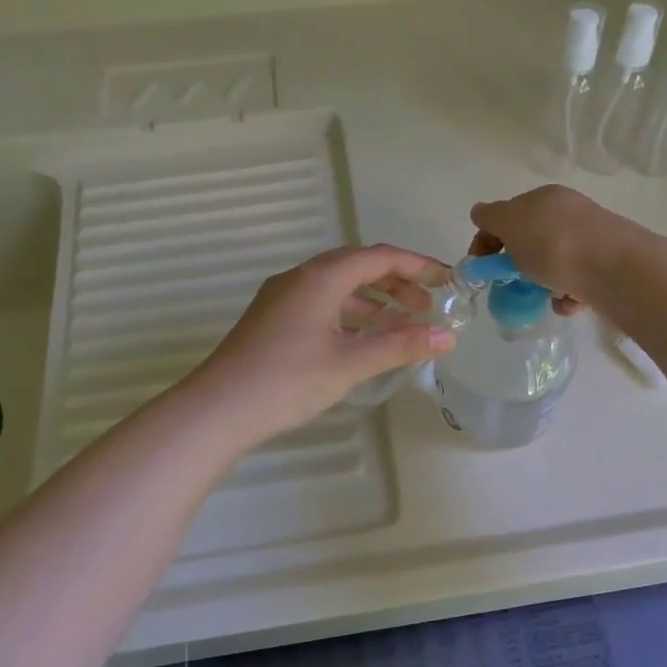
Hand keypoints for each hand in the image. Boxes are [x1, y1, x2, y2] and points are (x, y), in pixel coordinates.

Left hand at [183, 244, 455, 447]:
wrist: (218, 408)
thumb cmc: (288, 380)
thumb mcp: (350, 362)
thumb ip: (400, 345)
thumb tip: (446, 336)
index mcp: (320, 277)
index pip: (379, 257)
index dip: (417, 265)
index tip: (448, 281)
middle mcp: (300, 278)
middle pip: (358, 267)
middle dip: (396, 283)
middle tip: (427, 307)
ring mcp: (282, 298)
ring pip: (338, 287)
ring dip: (373, 300)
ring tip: (401, 325)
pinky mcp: (273, 320)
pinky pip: (322, 304)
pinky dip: (350, 315)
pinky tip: (362, 340)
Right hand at [467, 185, 640, 310]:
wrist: (614, 268)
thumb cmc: (553, 242)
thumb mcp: (510, 222)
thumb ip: (490, 217)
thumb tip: (480, 213)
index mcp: (544, 197)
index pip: (506, 215)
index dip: (487, 240)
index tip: (481, 269)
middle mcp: (568, 213)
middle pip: (530, 241)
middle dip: (517, 265)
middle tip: (511, 284)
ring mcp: (590, 239)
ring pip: (553, 264)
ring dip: (542, 283)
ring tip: (545, 296)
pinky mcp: (606, 267)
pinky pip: (575, 282)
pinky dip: (567, 295)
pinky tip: (569, 302)